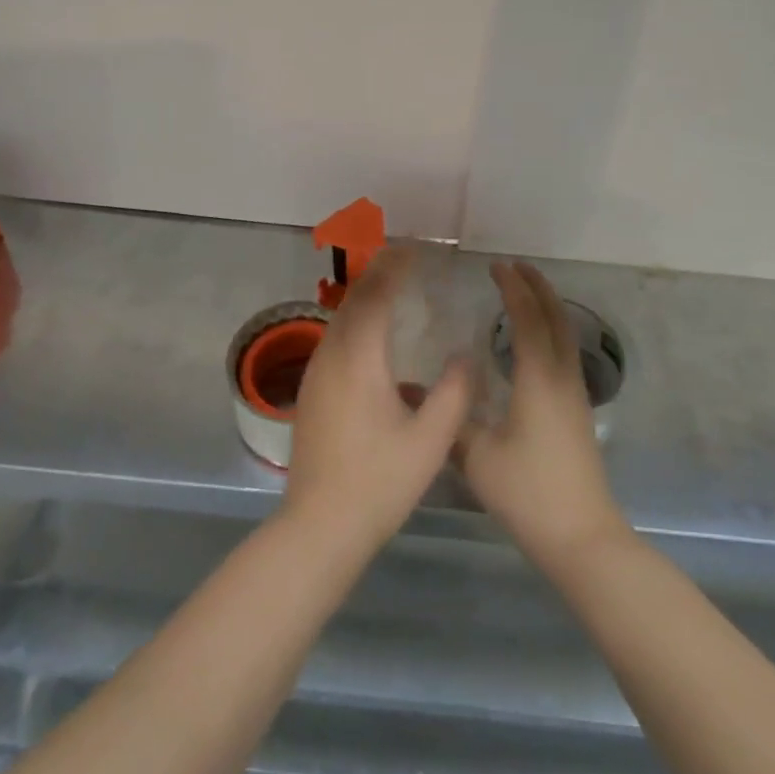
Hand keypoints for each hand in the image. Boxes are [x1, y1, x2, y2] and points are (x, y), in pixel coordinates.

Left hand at [283, 246, 474, 553]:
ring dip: (364, 296)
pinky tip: (372, 337)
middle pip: (353, 299)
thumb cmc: (380, 482)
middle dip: (377, 273)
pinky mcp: (309, 392)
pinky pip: (333, 339)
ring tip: (390, 286)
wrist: (320, 525)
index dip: (394, 266)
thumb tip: (465, 356)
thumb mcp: (431, 441)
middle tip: (404, 258)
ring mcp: (315, 373)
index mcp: (360, 358)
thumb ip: (454, 393)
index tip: (414, 248)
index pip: (376, 294)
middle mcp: (331, 354)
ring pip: (339, 319)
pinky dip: (354, 321)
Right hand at [459, 263, 628, 569]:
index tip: (495, 266)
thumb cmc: (529, 492)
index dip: (512, 289)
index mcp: (538, 378)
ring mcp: (574, 394)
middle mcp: (561, 377)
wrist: (582, 537)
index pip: (527, 319)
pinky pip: (565, 352)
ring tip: (525, 293)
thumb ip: (448, 418)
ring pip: (565, 335)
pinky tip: (532, 343)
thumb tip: (409, 391)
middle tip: (515, 266)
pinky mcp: (577, 410)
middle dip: (537, 288)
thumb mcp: (478, 456)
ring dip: (547, 307)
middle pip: (556, 318)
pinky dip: (550, 331)